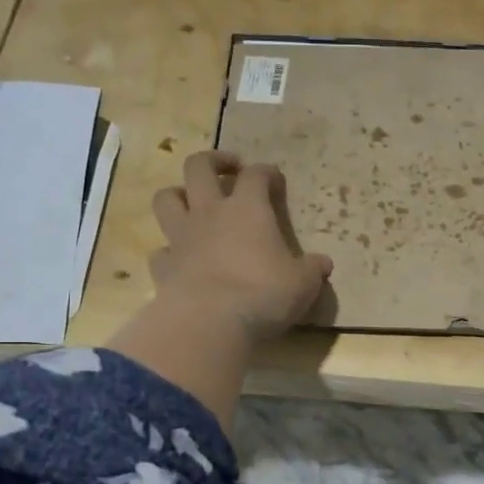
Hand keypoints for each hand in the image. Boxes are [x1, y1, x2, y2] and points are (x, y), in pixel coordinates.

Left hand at [149, 151, 332, 343]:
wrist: (211, 322)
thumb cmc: (264, 293)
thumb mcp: (303, 283)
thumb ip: (312, 269)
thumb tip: (323, 264)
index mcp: (248, 208)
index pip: (256, 175)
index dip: (267, 172)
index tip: (275, 179)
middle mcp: (210, 213)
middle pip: (199, 167)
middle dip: (214, 161)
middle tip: (228, 169)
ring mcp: (181, 238)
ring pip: (166, 199)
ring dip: (178, 195)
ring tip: (192, 203)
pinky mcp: (163, 267)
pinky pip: (161, 250)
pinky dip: (169, 251)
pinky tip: (180, 259)